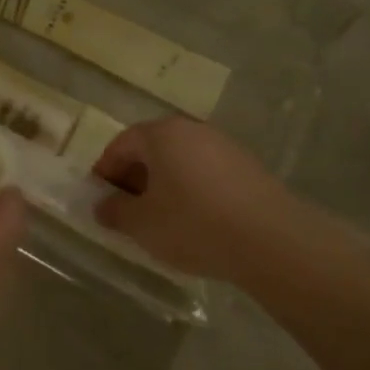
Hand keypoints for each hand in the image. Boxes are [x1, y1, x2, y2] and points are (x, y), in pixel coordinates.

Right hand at [91, 118, 308, 284]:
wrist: (270, 239)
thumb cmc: (193, 223)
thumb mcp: (142, 224)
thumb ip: (115, 211)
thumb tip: (103, 206)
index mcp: (161, 133)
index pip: (122, 144)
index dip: (105, 170)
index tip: (99, 197)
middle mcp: (192, 130)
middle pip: (152, 149)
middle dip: (135, 177)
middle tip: (126, 209)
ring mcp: (224, 146)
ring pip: (181, 161)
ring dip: (164, 185)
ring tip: (160, 219)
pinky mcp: (248, 168)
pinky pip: (206, 174)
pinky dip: (192, 191)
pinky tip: (195, 221)